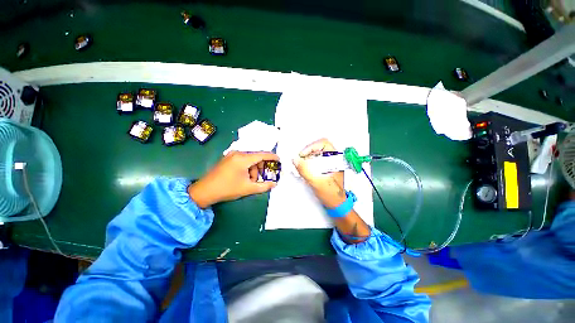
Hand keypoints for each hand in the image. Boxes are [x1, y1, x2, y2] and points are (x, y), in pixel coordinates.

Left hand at [188, 151, 278, 207]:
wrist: (204, 191)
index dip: (272, 157)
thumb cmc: (227, 189)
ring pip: (250, 159)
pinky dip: (248, 168)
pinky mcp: (228, 158)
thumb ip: (264, 186)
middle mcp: (238, 153)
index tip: (279, 160)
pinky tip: (246, 177)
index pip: (262, 154)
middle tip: (264, 177)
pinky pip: (243, 160)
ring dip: (254, 169)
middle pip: (256, 157)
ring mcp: (232, 155)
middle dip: (262, 167)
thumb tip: (275, 184)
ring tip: (252, 180)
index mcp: (243, 158)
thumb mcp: (248, 188)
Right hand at [293, 139, 345, 207]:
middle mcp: (333, 159)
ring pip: (314, 154)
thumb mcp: (317, 182)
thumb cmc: (331, 194)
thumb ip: (305, 170)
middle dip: (306, 153)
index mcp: (336, 159)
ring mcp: (328, 163)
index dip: (311, 147)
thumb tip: (295, 159)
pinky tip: (302, 170)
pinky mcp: (323, 168)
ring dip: (305, 158)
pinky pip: (313, 161)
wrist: (336, 205)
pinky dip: (306, 164)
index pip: (324, 143)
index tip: (302, 155)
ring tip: (298, 166)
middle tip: (298, 160)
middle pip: (317, 148)